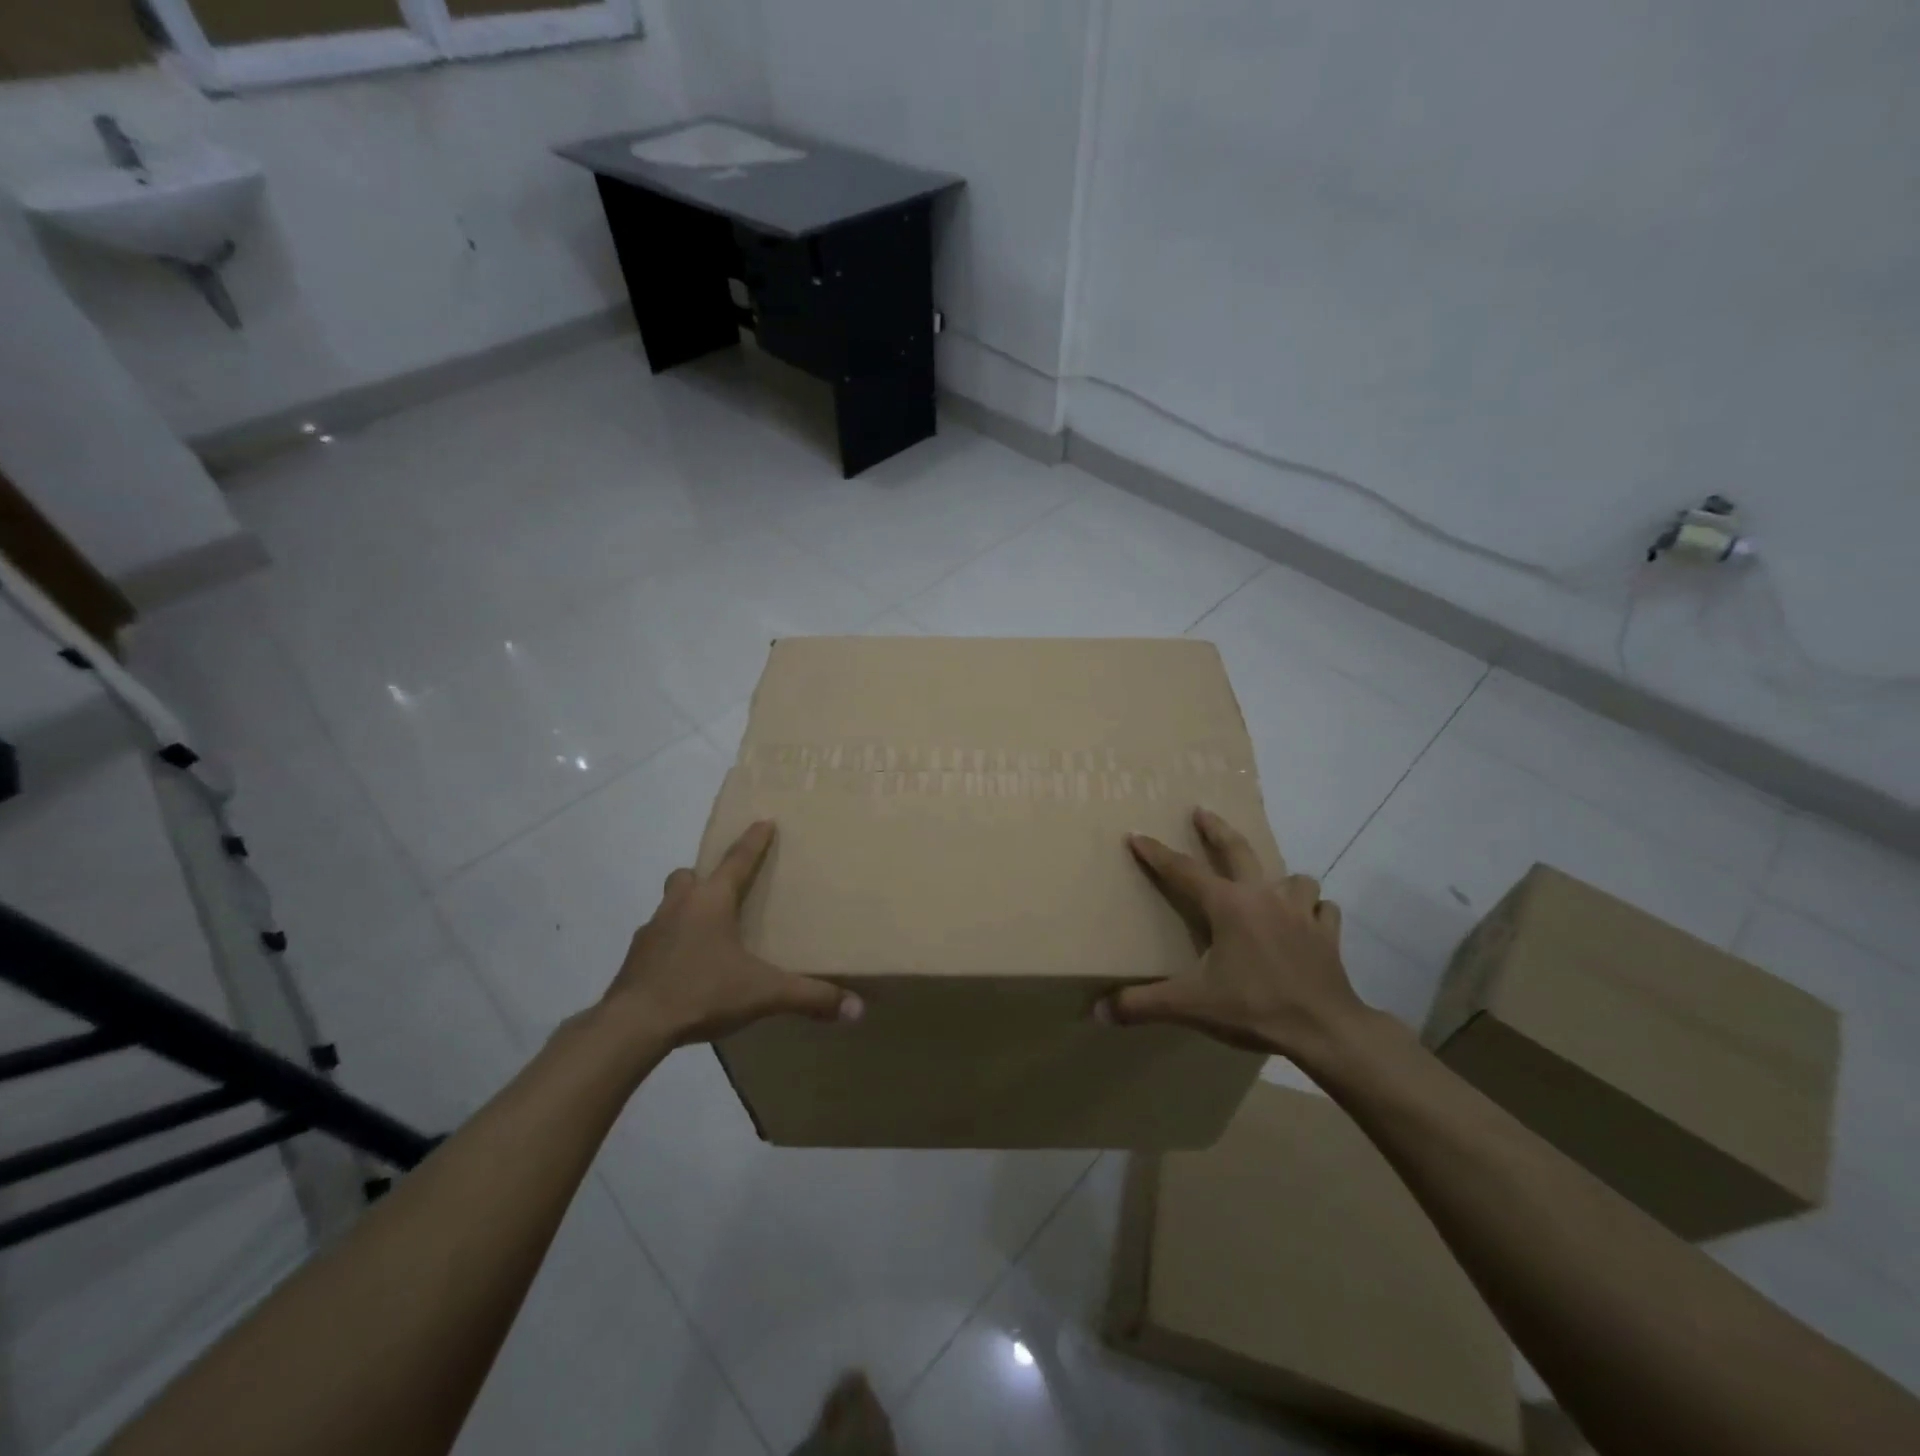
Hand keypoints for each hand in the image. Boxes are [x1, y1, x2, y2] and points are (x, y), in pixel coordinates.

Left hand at [600, 820, 861, 1045]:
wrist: (632, 1025)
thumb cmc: (701, 991)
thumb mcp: (763, 994)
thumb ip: (809, 997)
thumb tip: (857, 1009)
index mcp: (712, 901)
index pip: (738, 860)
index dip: (754, 841)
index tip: (763, 821)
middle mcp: (680, 905)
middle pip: (690, 875)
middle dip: (707, 875)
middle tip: (725, 888)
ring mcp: (652, 930)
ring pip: (670, 903)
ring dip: (686, 907)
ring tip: (707, 930)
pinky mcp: (635, 958)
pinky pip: (657, 937)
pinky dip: (672, 942)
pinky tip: (685, 965)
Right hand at [1098, 808, 1366, 1056]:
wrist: (1327, 1030)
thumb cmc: (1255, 1007)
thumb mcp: (1192, 1005)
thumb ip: (1143, 1005)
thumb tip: (1099, 1012)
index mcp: (1228, 906)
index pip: (1183, 871)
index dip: (1156, 853)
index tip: (1137, 835)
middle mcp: (1264, 897)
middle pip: (1238, 850)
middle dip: (1216, 830)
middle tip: (1202, 812)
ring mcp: (1301, 913)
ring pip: (1293, 878)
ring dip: (1280, 879)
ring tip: (1270, 887)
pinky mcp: (1328, 935)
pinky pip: (1322, 910)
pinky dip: (1314, 911)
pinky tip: (1308, 921)